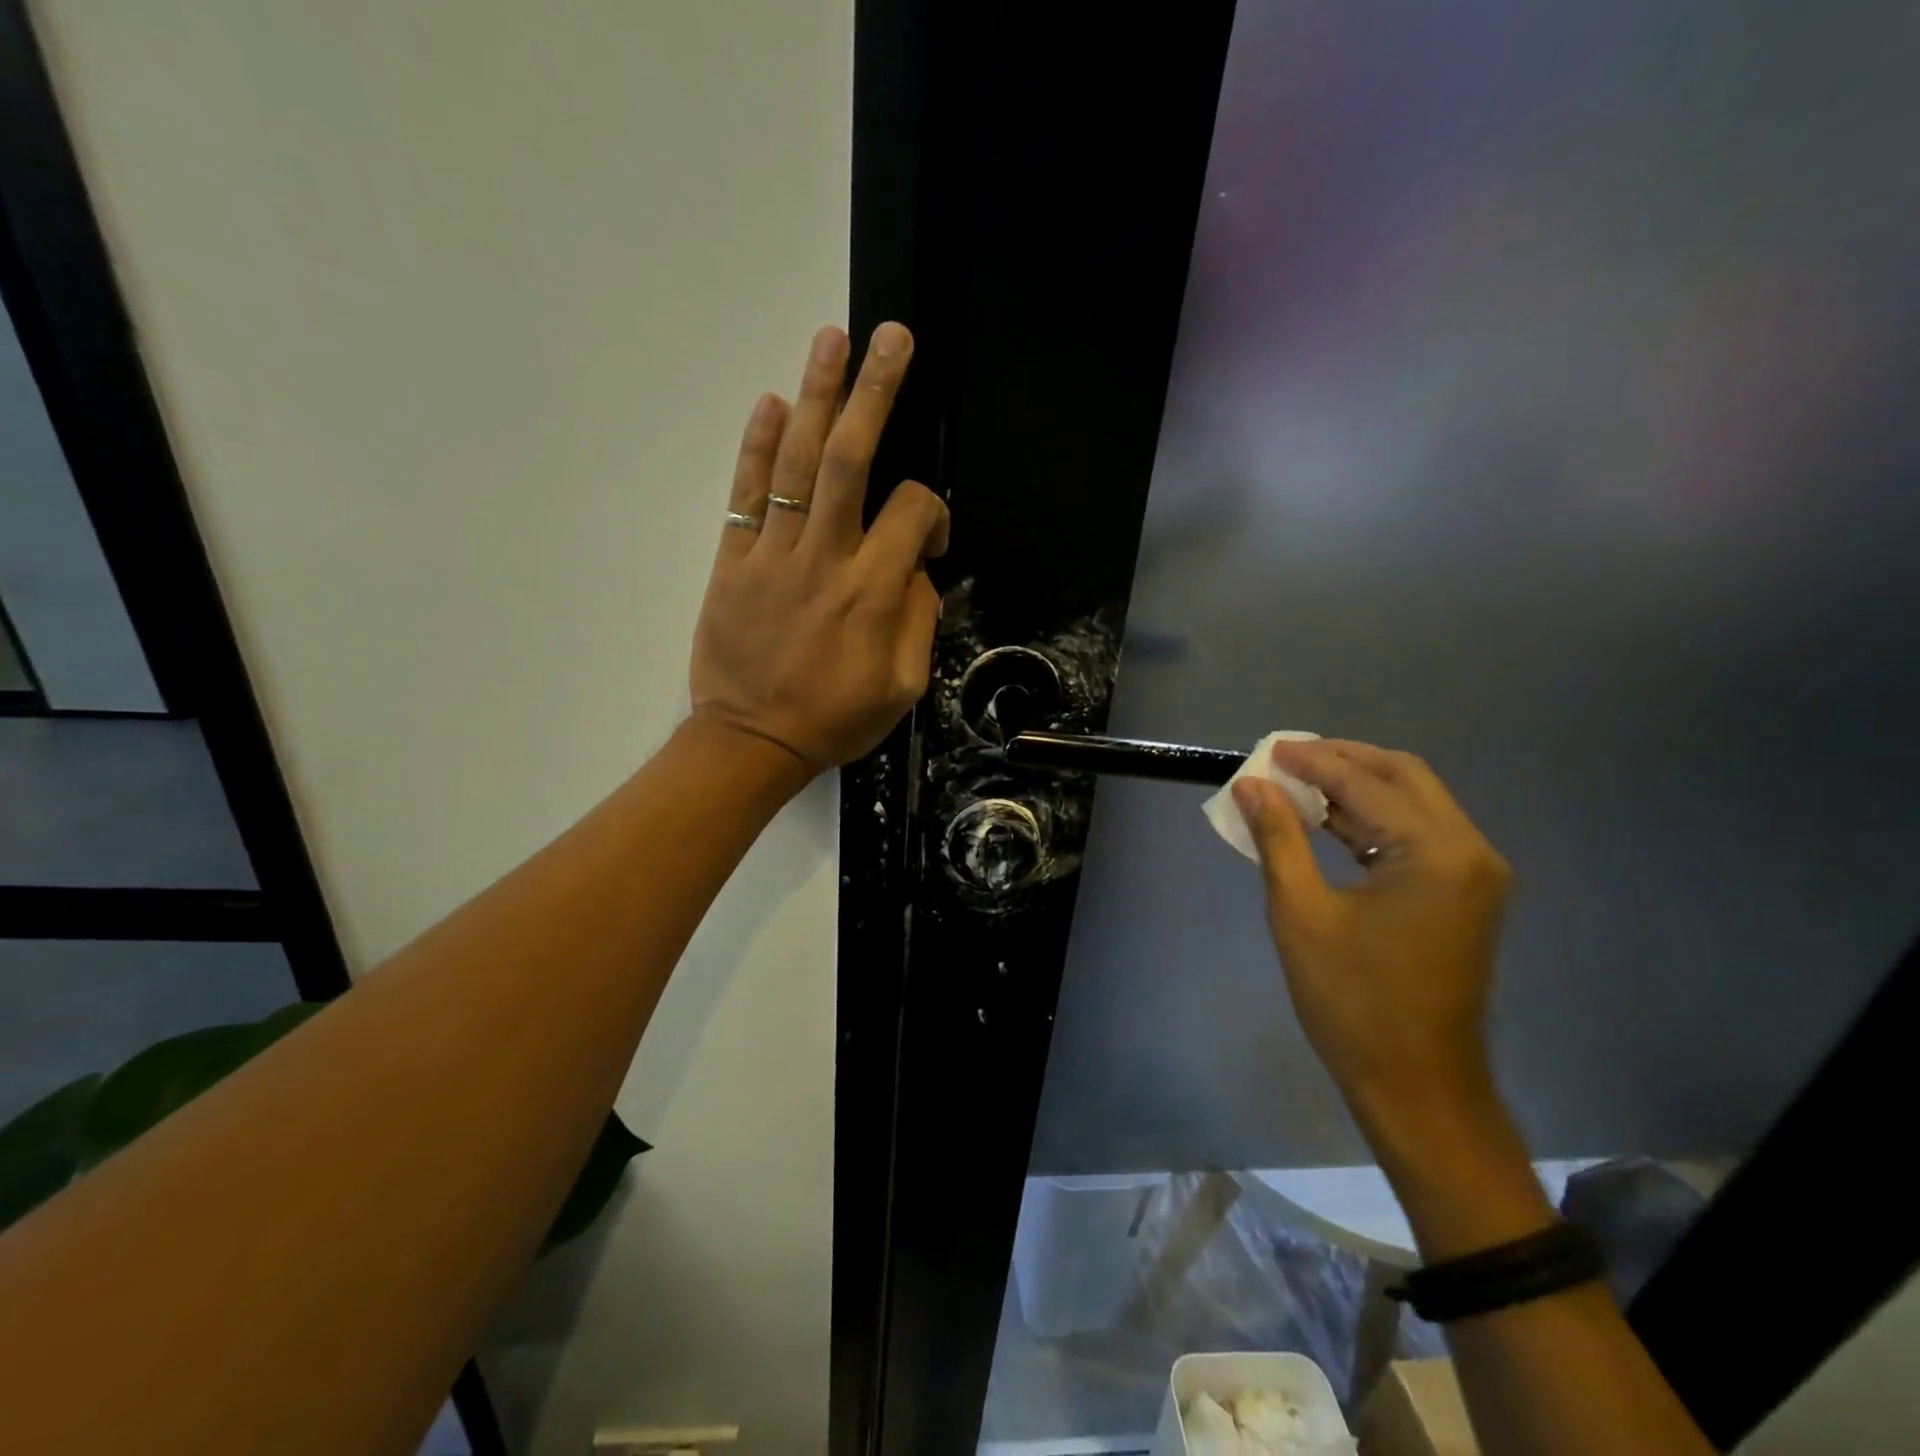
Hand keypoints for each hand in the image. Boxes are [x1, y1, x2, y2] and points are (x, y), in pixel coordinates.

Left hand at [690, 323, 948, 774]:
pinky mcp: (733, 562)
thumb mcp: (903, 689)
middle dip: (875, 393)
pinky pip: (746, 495)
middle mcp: (824, 560)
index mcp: (872, 593)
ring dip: (817, 397)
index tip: (929, 540)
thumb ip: (918, 622)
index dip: (930, 512)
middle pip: (851, 460)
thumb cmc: (835, 721)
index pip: (910, 513)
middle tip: (891, 337)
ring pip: (798, 464)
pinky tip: (772, 403)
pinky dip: (757, 447)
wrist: (752, 742)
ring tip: (832, 339)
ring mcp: (773, 556)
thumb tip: (916, 571)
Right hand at [1233, 740, 1513, 1135]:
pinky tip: (1328, 821)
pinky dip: (1371, 819)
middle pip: (1403, 776)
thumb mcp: (1301, 913)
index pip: (1365, 783)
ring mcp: (1473, 874)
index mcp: (1436, 853)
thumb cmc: (1352, 1001)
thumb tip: (1251, 785)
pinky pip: (1416, 834)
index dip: (1311, 762)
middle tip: (1286, 757)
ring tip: (1298, 782)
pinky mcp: (1464, 894)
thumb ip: (1278, 838)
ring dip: (1357, 786)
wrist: (1416, 1085)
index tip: (1266, 750)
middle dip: (1342, 760)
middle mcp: (1469, 851)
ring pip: (1413, 802)